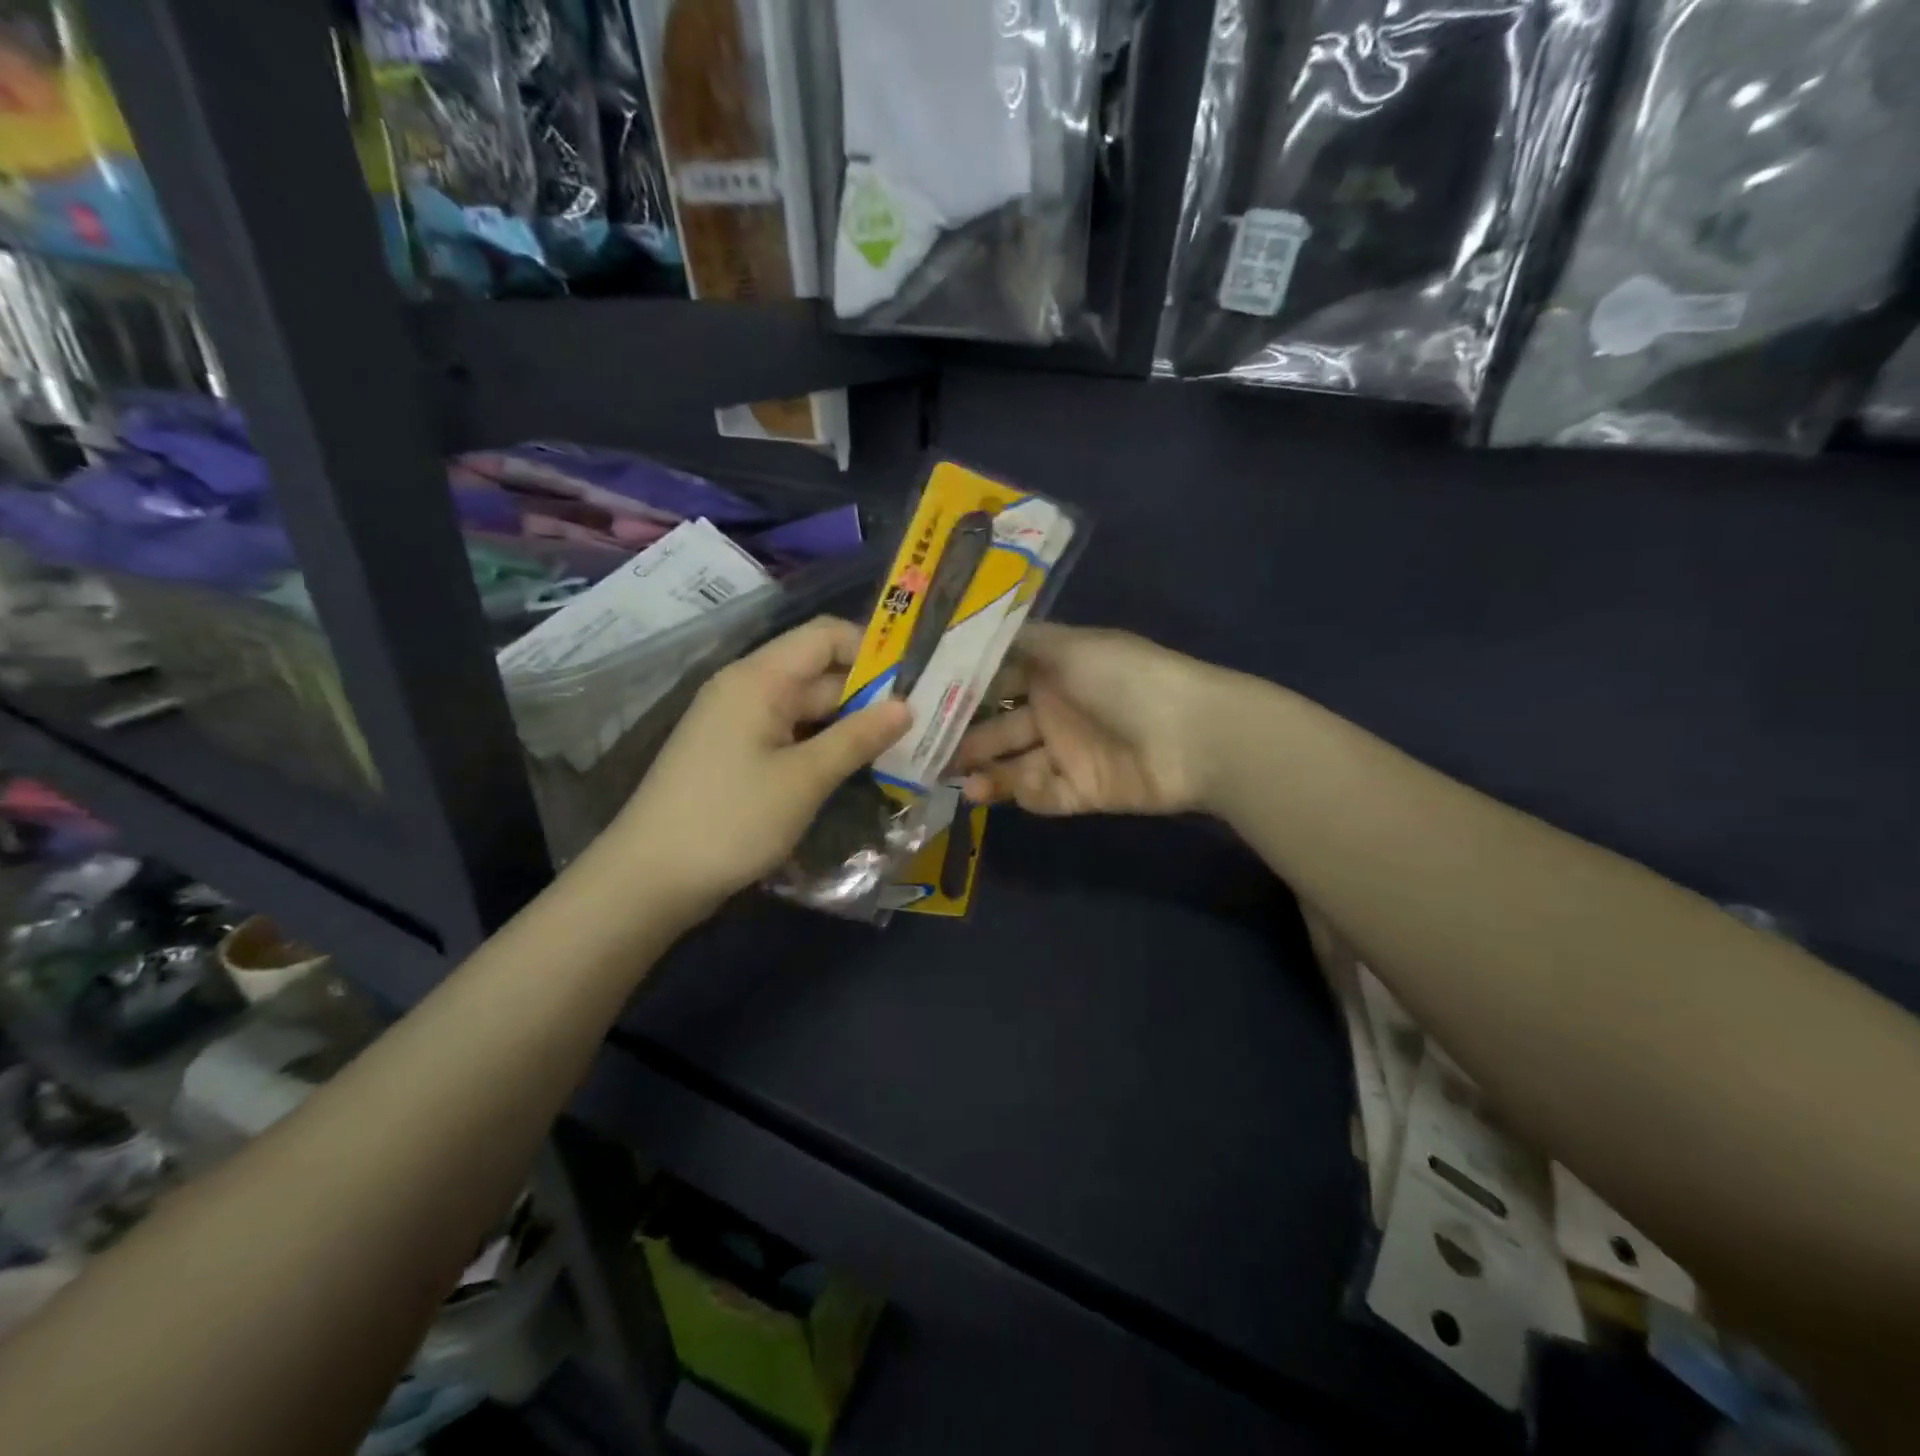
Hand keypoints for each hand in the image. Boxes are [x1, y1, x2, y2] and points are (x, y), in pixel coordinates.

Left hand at [610, 618, 910, 918]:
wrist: (649, 879)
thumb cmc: (730, 820)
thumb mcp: (804, 779)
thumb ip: (857, 737)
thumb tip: (906, 707)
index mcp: (759, 678)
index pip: (825, 636)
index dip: (872, 649)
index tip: (915, 682)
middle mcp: (749, 689)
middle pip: (820, 673)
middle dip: (870, 694)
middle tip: (923, 723)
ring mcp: (740, 723)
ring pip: (809, 709)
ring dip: (851, 725)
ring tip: (901, 747)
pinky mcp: (737, 755)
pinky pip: (791, 736)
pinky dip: (824, 746)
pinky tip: (857, 768)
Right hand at [947, 623, 1224, 815]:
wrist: (1194, 735)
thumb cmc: (1125, 679)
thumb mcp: (1070, 647)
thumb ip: (1020, 643)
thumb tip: (972, 630)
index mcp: (1053, 670)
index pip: (998, 681)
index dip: (963, 691)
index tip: (921, 702)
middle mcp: (1057, 710)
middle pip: (1000, 727)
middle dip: (966, 738)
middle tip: (926, 753)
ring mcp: (1071, 753)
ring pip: (1017, 765)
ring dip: (988, 773)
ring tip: (959, 781)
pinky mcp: (1085, 790)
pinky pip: (1047, 794)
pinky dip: (1030, 793)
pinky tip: (1018, 788)